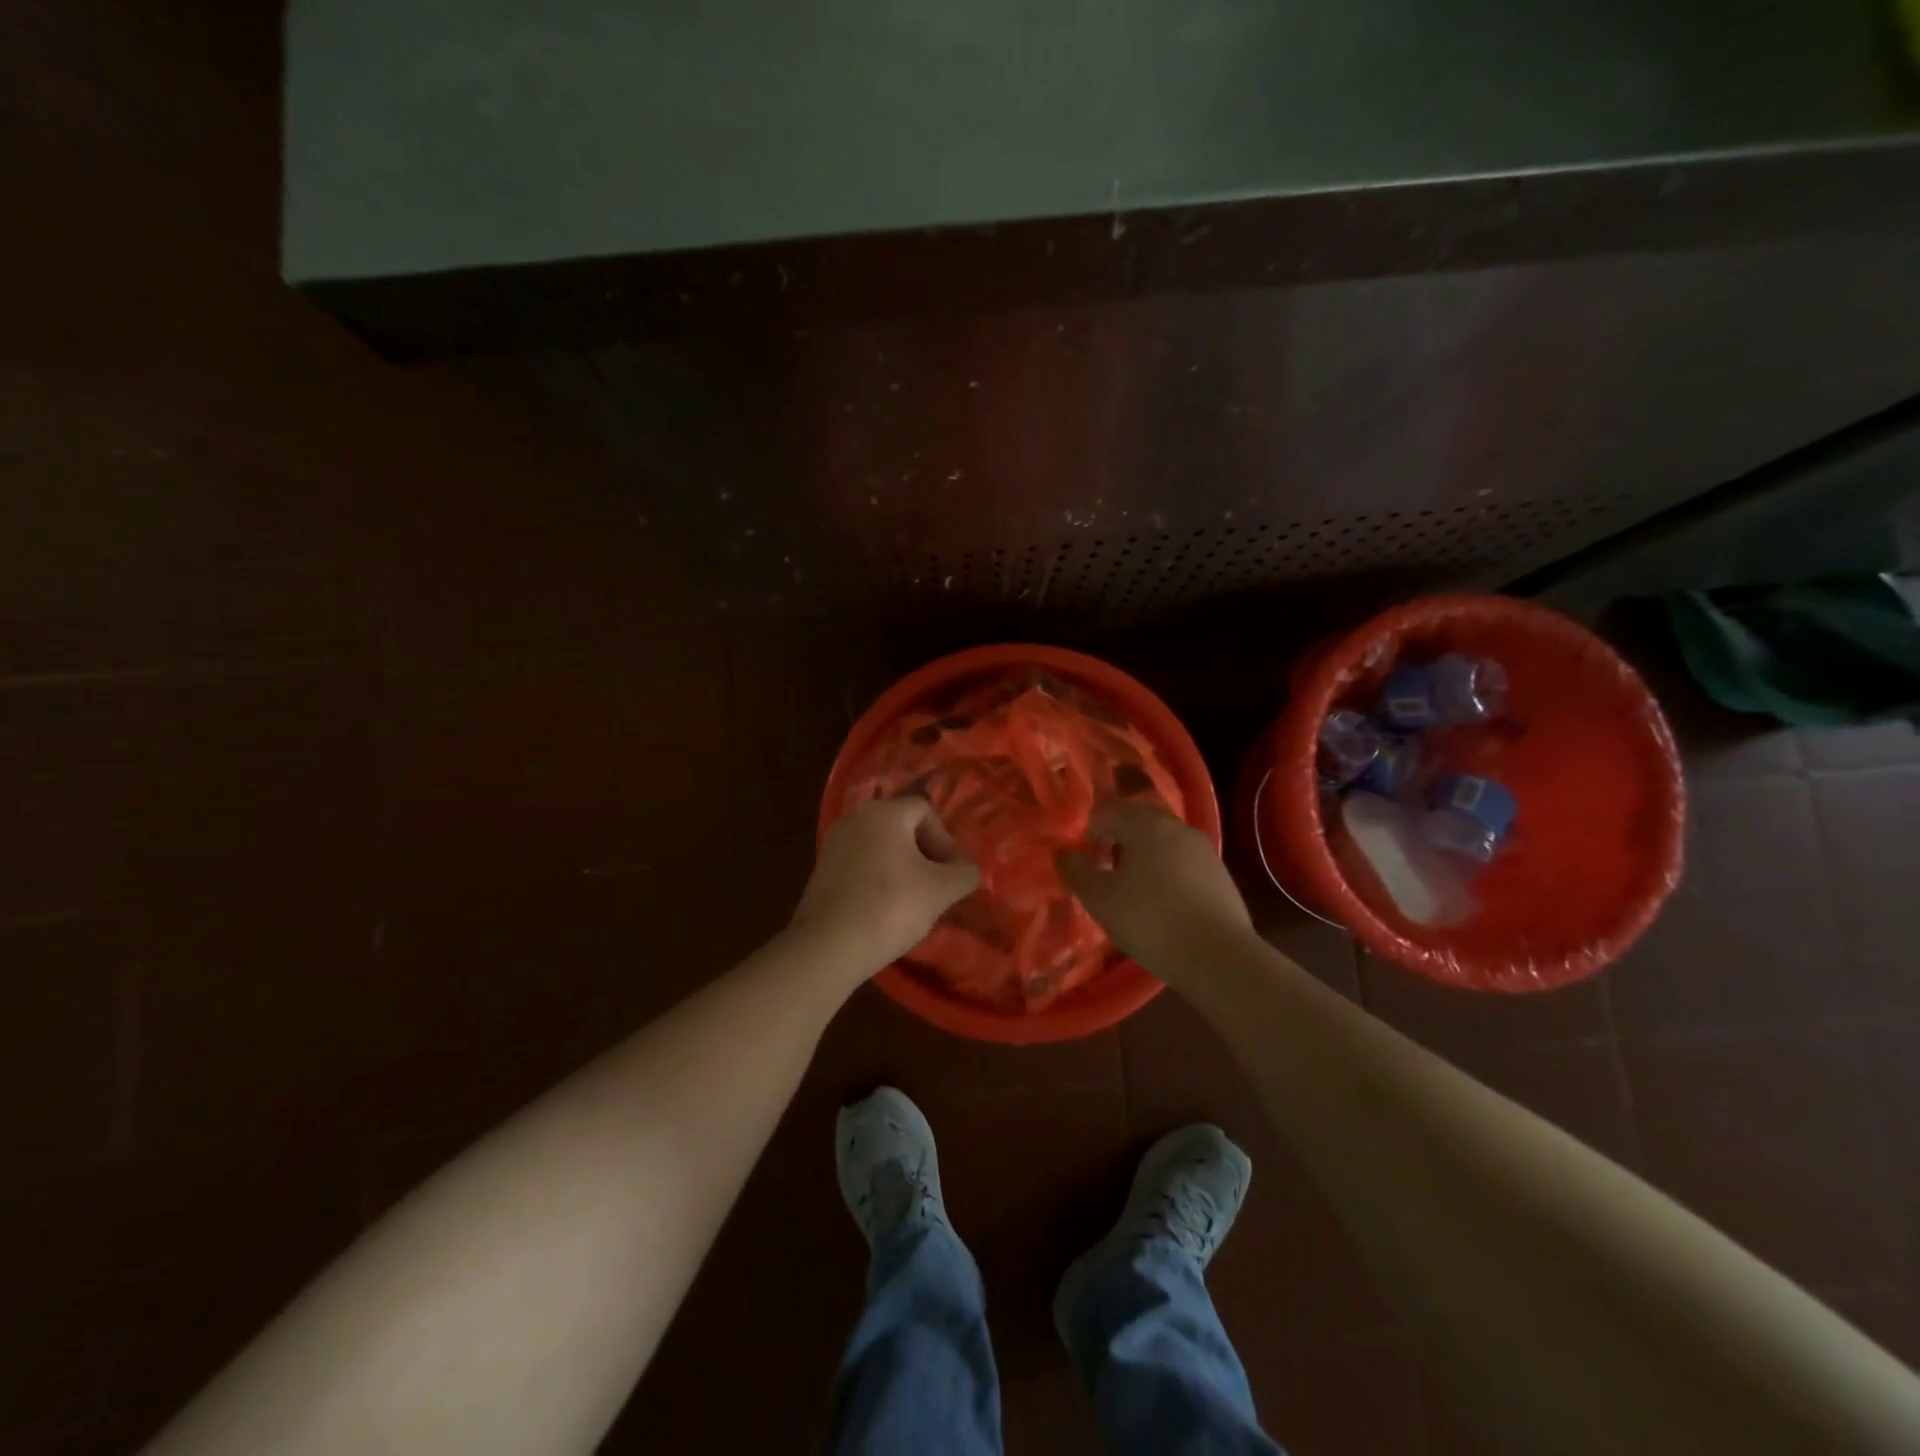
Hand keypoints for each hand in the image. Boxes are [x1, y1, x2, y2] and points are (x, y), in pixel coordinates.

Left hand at [791, 798, 980, 974]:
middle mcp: (855, 818)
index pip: (925, 810)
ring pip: (881, 847)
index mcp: (884, 812)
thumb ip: (964, 873)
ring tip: (913, 901)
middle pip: (902, 827)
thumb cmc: (890, 907)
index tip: (951, 875)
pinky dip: (878, 879)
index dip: (945, 841)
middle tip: (937, 887)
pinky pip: (861, 864)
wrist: (828, 946)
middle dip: (925, 855)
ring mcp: (834, 843)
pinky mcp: (822, 870)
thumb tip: (967, 870)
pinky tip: (885, 909)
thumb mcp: (941, 890)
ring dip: (903, 868)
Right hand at [1055, 802, 1252, 979]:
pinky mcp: (1219, 871)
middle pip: (1139, 819)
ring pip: (1163, 838)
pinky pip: (1183, 857)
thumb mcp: (1101, 900)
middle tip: (1106, 866)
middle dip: (1119, 836)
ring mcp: (1202, 847)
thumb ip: (1076, 870)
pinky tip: (1163, 897)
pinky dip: (1167, 867)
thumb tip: (1063, 852)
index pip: (1109, 811)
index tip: (1086, 857)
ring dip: (1144, 851)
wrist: (1217, 956)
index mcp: (1144, 825)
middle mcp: (1175, 826)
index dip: (1091, 830)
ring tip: (1133, 884)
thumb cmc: (1150, 921)